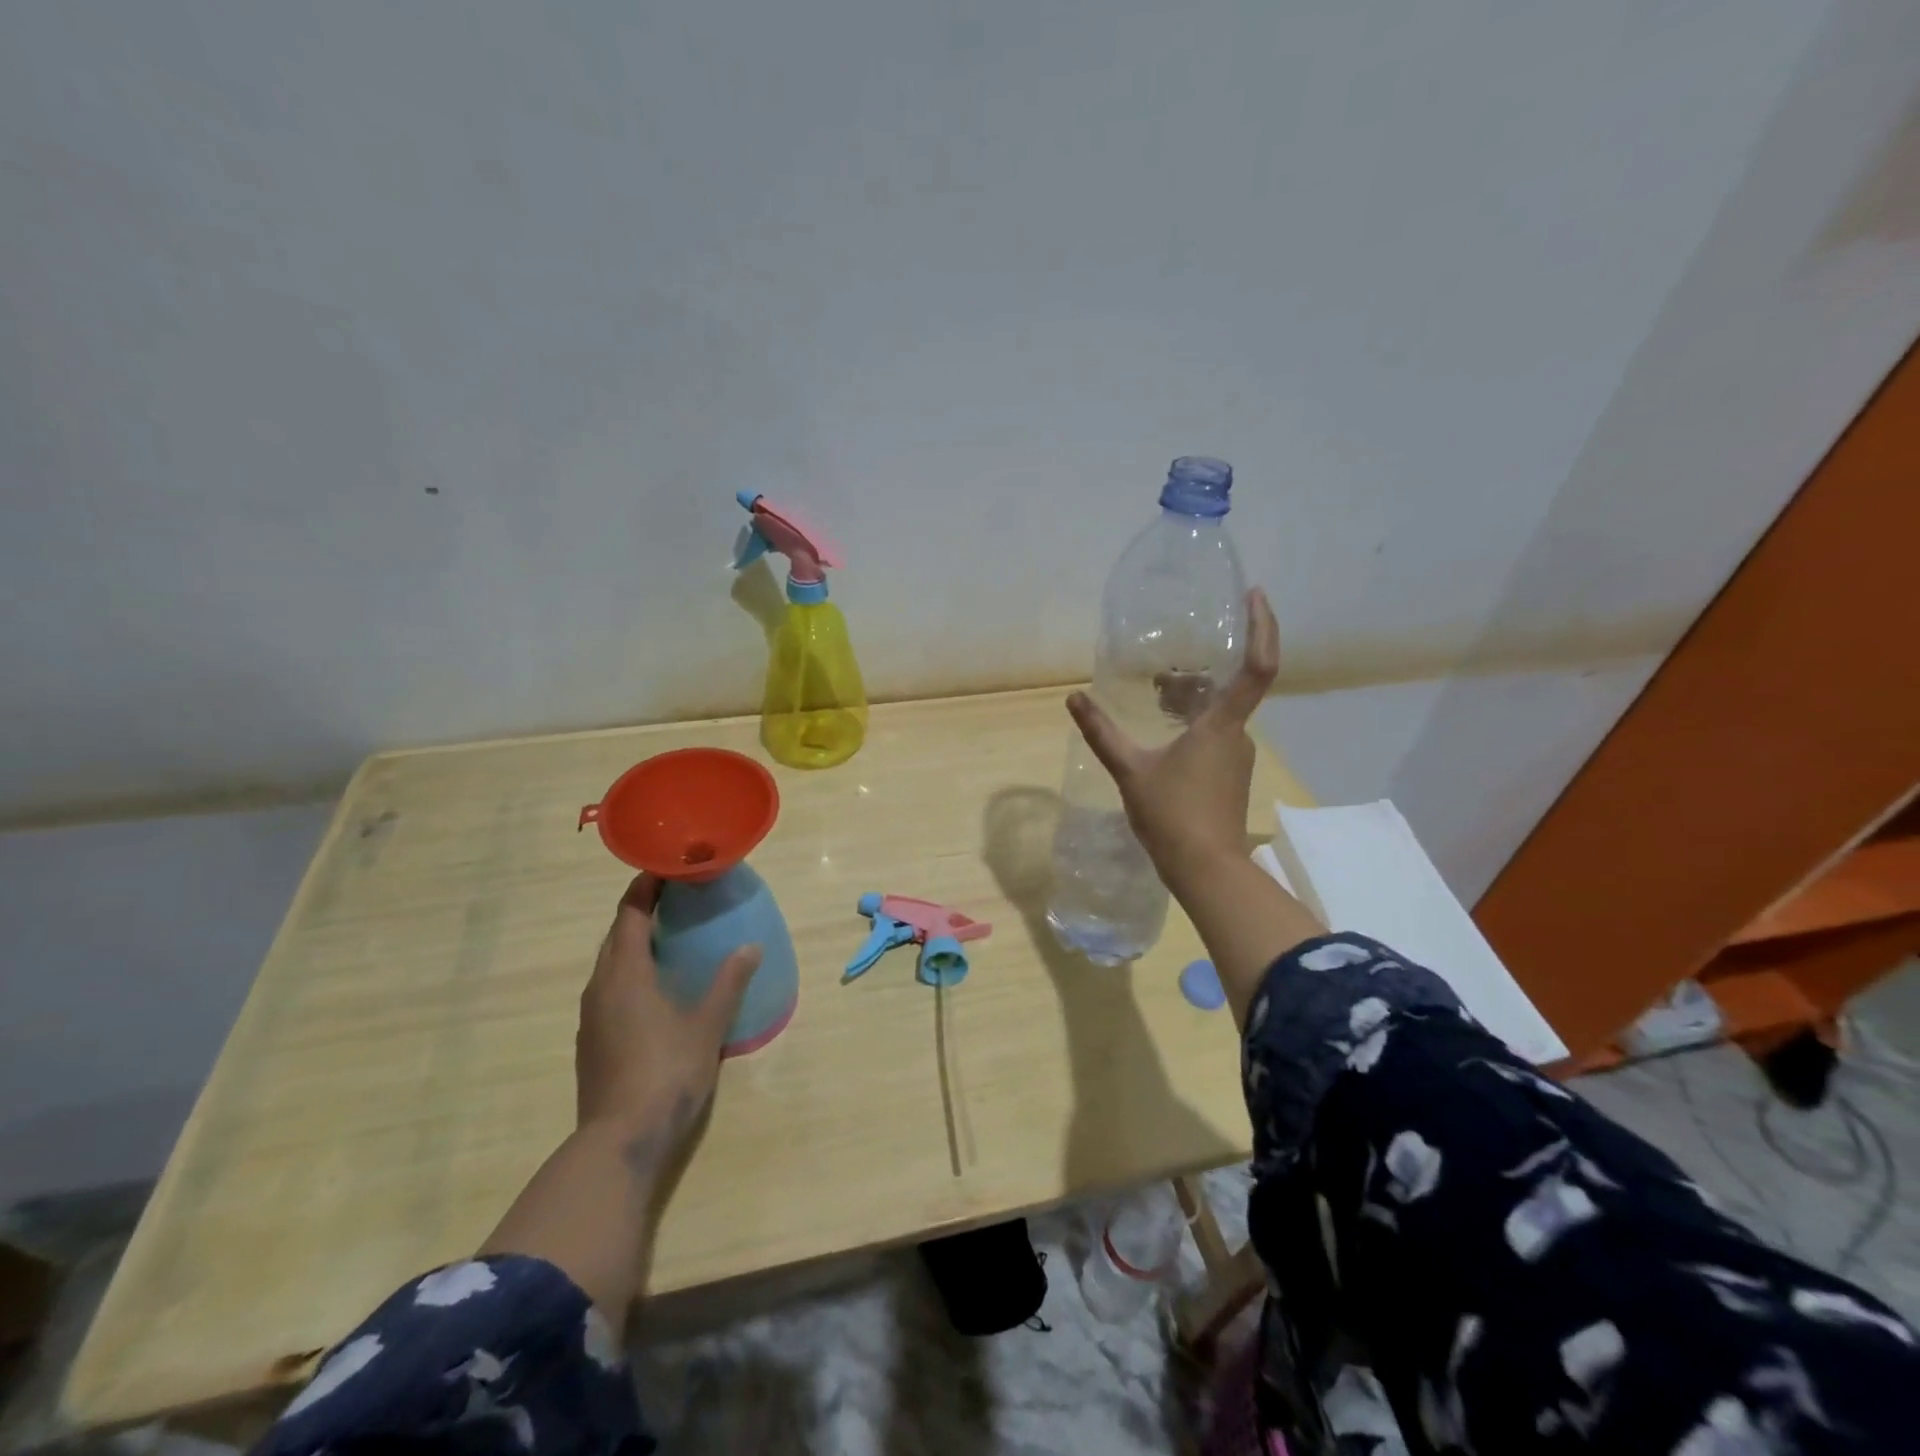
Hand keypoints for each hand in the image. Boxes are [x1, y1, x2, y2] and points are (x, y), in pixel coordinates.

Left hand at [577, 874, 761, 1173]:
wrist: (619, 1142)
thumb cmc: (666, 1072)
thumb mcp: (707, 1025)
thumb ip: (728, 982)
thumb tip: (750, 948)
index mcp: (625, 973)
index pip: (630, 913)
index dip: (646, 886)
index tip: (668, 868)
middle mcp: (600, 987)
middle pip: (616, 935)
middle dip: (641, 910)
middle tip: (676, 897)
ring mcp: (592, 1016)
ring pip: (609, 964)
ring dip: (634, 942)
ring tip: (668, 937)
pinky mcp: (591, 1041)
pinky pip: (608, 988)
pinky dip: (629, 972)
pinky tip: (654, 988)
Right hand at [1067, 587, 1279, 883]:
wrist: (1206, 869)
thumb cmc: (1173, 816)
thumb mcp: (1129, 770)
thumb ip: (1101, 732)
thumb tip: (1074, 698)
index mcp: (1221, 724)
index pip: (1257, 667)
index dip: (1262, 627)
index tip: (1255, 595)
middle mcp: (1237, 734)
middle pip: (1226, 687)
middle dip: (1197, 673)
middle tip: (1159, 673)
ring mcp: (1236, 756)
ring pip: (1217, 713)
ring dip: (1189, 700)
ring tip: (1153, 698)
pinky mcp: (1230, 775)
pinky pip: (1215, 734)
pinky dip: (1192, 723)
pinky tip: (1164, 735)